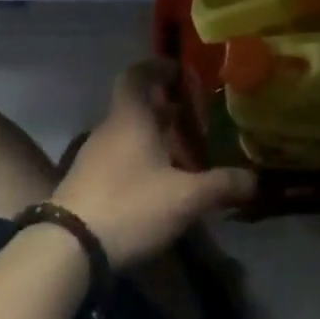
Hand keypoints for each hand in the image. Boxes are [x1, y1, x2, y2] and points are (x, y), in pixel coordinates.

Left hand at [54, 60, 253, 268]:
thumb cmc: (130, 206)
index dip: (159, 68)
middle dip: (165, 108)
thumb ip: (221, 185)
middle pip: (136, 105)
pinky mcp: (85, 184)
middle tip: (193, 119)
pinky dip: (138, 161)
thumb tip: (254, 180)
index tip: (181, 74)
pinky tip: (157, 185)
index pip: (138, 74)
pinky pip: (117, 158)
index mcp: (131, 117)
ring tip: (181, 155)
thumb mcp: (184, 198)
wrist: (65, 251)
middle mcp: (109, 129)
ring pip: (127, 134)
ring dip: (152, 137)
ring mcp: (92, 157)